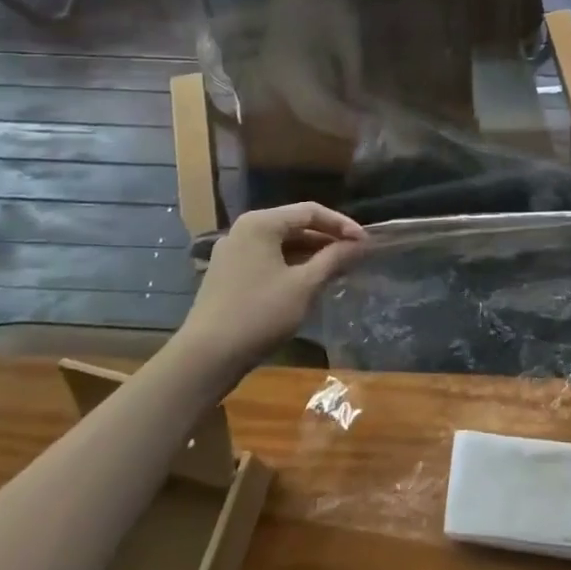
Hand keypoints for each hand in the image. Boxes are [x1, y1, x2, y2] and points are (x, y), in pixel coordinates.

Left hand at [179, 203, 367, 377]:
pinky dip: (291, 265)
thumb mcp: (304, 285)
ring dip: (310, 253)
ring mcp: (232, 252)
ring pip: (281, 244)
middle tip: (354, 255)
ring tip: (337, 269)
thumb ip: (333, 259)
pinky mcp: (227, 274)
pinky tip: (308, 282)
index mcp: (261, 223)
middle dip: (327, 239)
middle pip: (295, 225)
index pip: (311, 211)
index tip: (365, 243)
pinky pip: (267, 259)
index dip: (342, 225)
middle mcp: (244, 230)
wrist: (205, 358)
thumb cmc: (259, 314)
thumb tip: (359, 244)